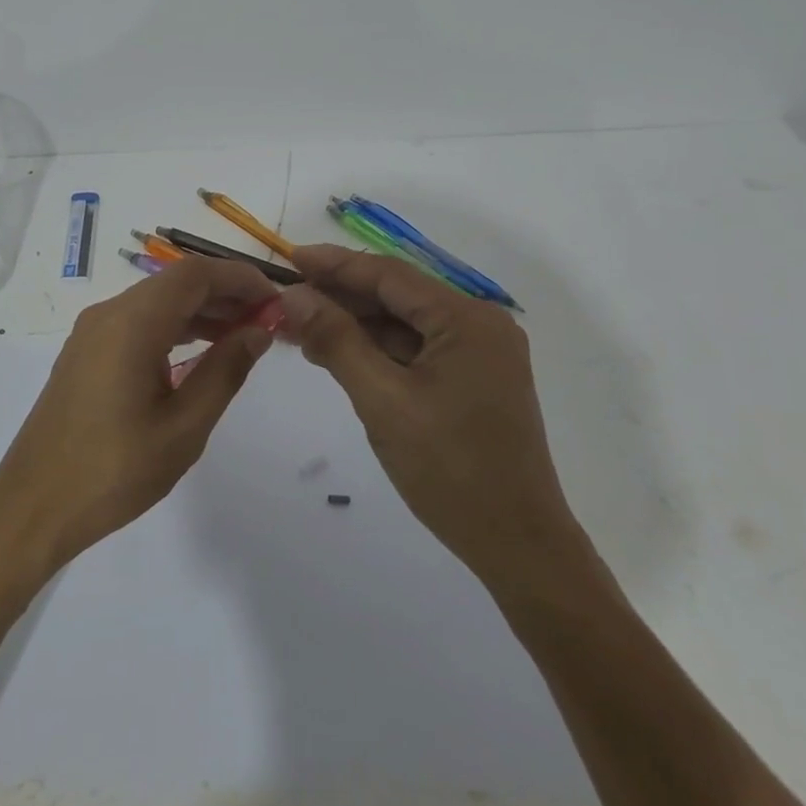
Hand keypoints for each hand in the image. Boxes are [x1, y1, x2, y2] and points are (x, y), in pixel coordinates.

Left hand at [0, 256, 279, 572]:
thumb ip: (225, 371)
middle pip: (176, 283)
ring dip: (201, 310)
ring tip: (243, 335)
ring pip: (157, 301)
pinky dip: (174, 326)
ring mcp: (93, 332)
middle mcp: (109, 313)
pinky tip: (200, 351)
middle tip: (267, 320)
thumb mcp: (183, 427)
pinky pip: (138, 322)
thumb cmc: (113, 471)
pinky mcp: (86, 352)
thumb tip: (258, 331)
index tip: (277, 300)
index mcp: (131, 322)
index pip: (195, 274)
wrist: (33, 506)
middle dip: (224, 293)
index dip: (239, 278)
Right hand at [278, 245, 585, 584]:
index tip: (290, 258)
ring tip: (301, 328)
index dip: (336, 265)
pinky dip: (378, 350)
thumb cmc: (450, 471)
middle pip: (397, 297)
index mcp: (467, 320)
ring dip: (355, 326)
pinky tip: (338, 354)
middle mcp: (479, 325)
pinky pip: (417, 350)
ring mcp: (480, 354)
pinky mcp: (474, 380)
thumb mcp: (383, 401)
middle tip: (287, 300)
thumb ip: (337, 341)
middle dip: (341, 298)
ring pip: (405, 324)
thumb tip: (293, 296)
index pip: (389, 275)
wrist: (518, 547)